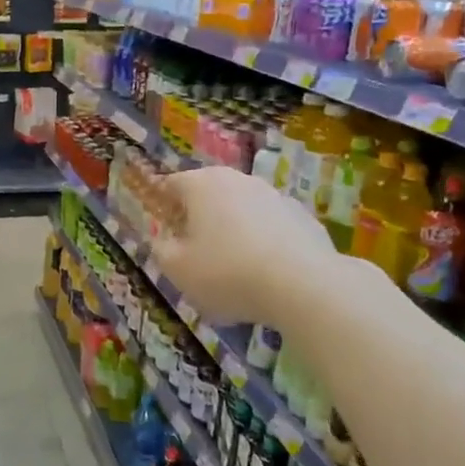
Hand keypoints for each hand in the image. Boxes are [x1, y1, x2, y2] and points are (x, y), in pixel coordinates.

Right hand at [149, 167, 334, 325]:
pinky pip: (270, 227)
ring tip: (231, 267)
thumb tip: (164, 239)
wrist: (304, 285)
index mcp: (202, 184)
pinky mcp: (302, 217)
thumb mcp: (177, 269)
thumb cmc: (226, 272)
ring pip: (241, 210)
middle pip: (208, 194)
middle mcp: (238, 180)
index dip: (161, 206)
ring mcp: (274, 195)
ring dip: (231, 229)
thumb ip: (161, 249)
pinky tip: (263, 273)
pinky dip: (261, 242)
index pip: (171, 184)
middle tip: (192, 251)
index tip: (162, 231)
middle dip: (197, 218)